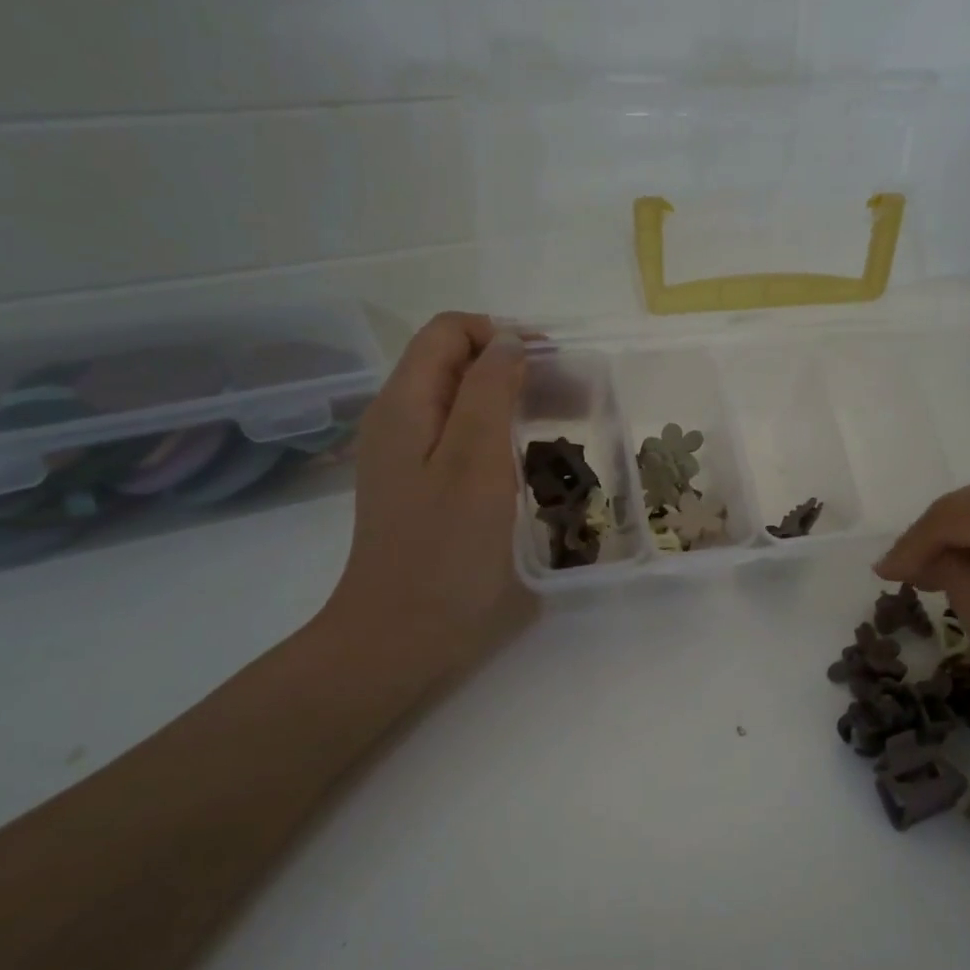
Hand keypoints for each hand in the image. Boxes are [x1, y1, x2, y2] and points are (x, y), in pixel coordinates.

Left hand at [318, 313, 535, 686]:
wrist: (400, 638)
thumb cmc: (444, 551)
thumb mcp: (474, 462)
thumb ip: (489, 391)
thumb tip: (509, 340)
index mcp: (405, 403)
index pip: (449, 331)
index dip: (501, 334)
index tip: (551, 365)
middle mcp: (399, 420)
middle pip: (455, 363)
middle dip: (513, 366)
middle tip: (570, 396)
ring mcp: (407, 457)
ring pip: (461, 402)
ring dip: (511, 400)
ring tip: (562, 424)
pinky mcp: (422, 489)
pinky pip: (461, 439)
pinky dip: (499, 435)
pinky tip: (530, 462)